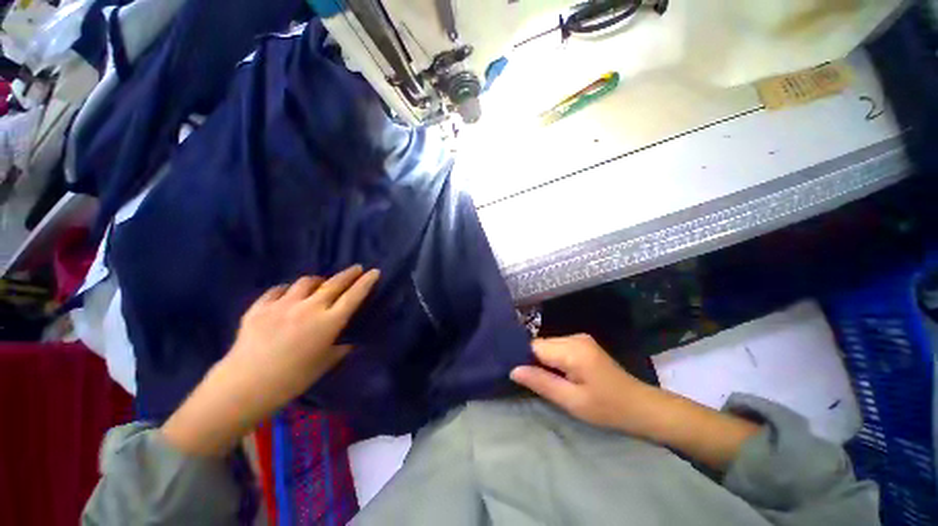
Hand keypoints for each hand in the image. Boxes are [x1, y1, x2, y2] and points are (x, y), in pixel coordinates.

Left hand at [162, 265, 379, 455]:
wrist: (244, 385)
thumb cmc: (292, 379)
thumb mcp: (324, 364)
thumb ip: (340, 348)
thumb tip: (348, 341)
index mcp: (328, 322)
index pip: (354, 296)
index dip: (366, 282)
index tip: (375, 271)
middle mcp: (309, 308)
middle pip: (334, 283)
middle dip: (348, 274)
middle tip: (356, 268)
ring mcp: (283, 304)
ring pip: (306, 282)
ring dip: (318, 281)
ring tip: (320, 284)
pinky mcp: (260, 307)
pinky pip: (278, 290)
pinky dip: (288, 290)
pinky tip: (288, 294)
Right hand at [510, 334, 652, 432]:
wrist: (641, 407)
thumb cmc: (607, 408)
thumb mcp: (571, 401)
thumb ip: (541, 382)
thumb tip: (513, 370)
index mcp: (572, 349)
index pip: (534, 346)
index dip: (524, 359)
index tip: (517, 375)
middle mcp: (574, 337)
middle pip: (541, 344)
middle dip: (534, 361)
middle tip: (533, 383)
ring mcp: (580, 339)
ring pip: (549, 345)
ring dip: (544, 361)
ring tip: (546, 380)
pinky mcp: (583, 344)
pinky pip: (559, 347)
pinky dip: (554, 359)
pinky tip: (558, 374)